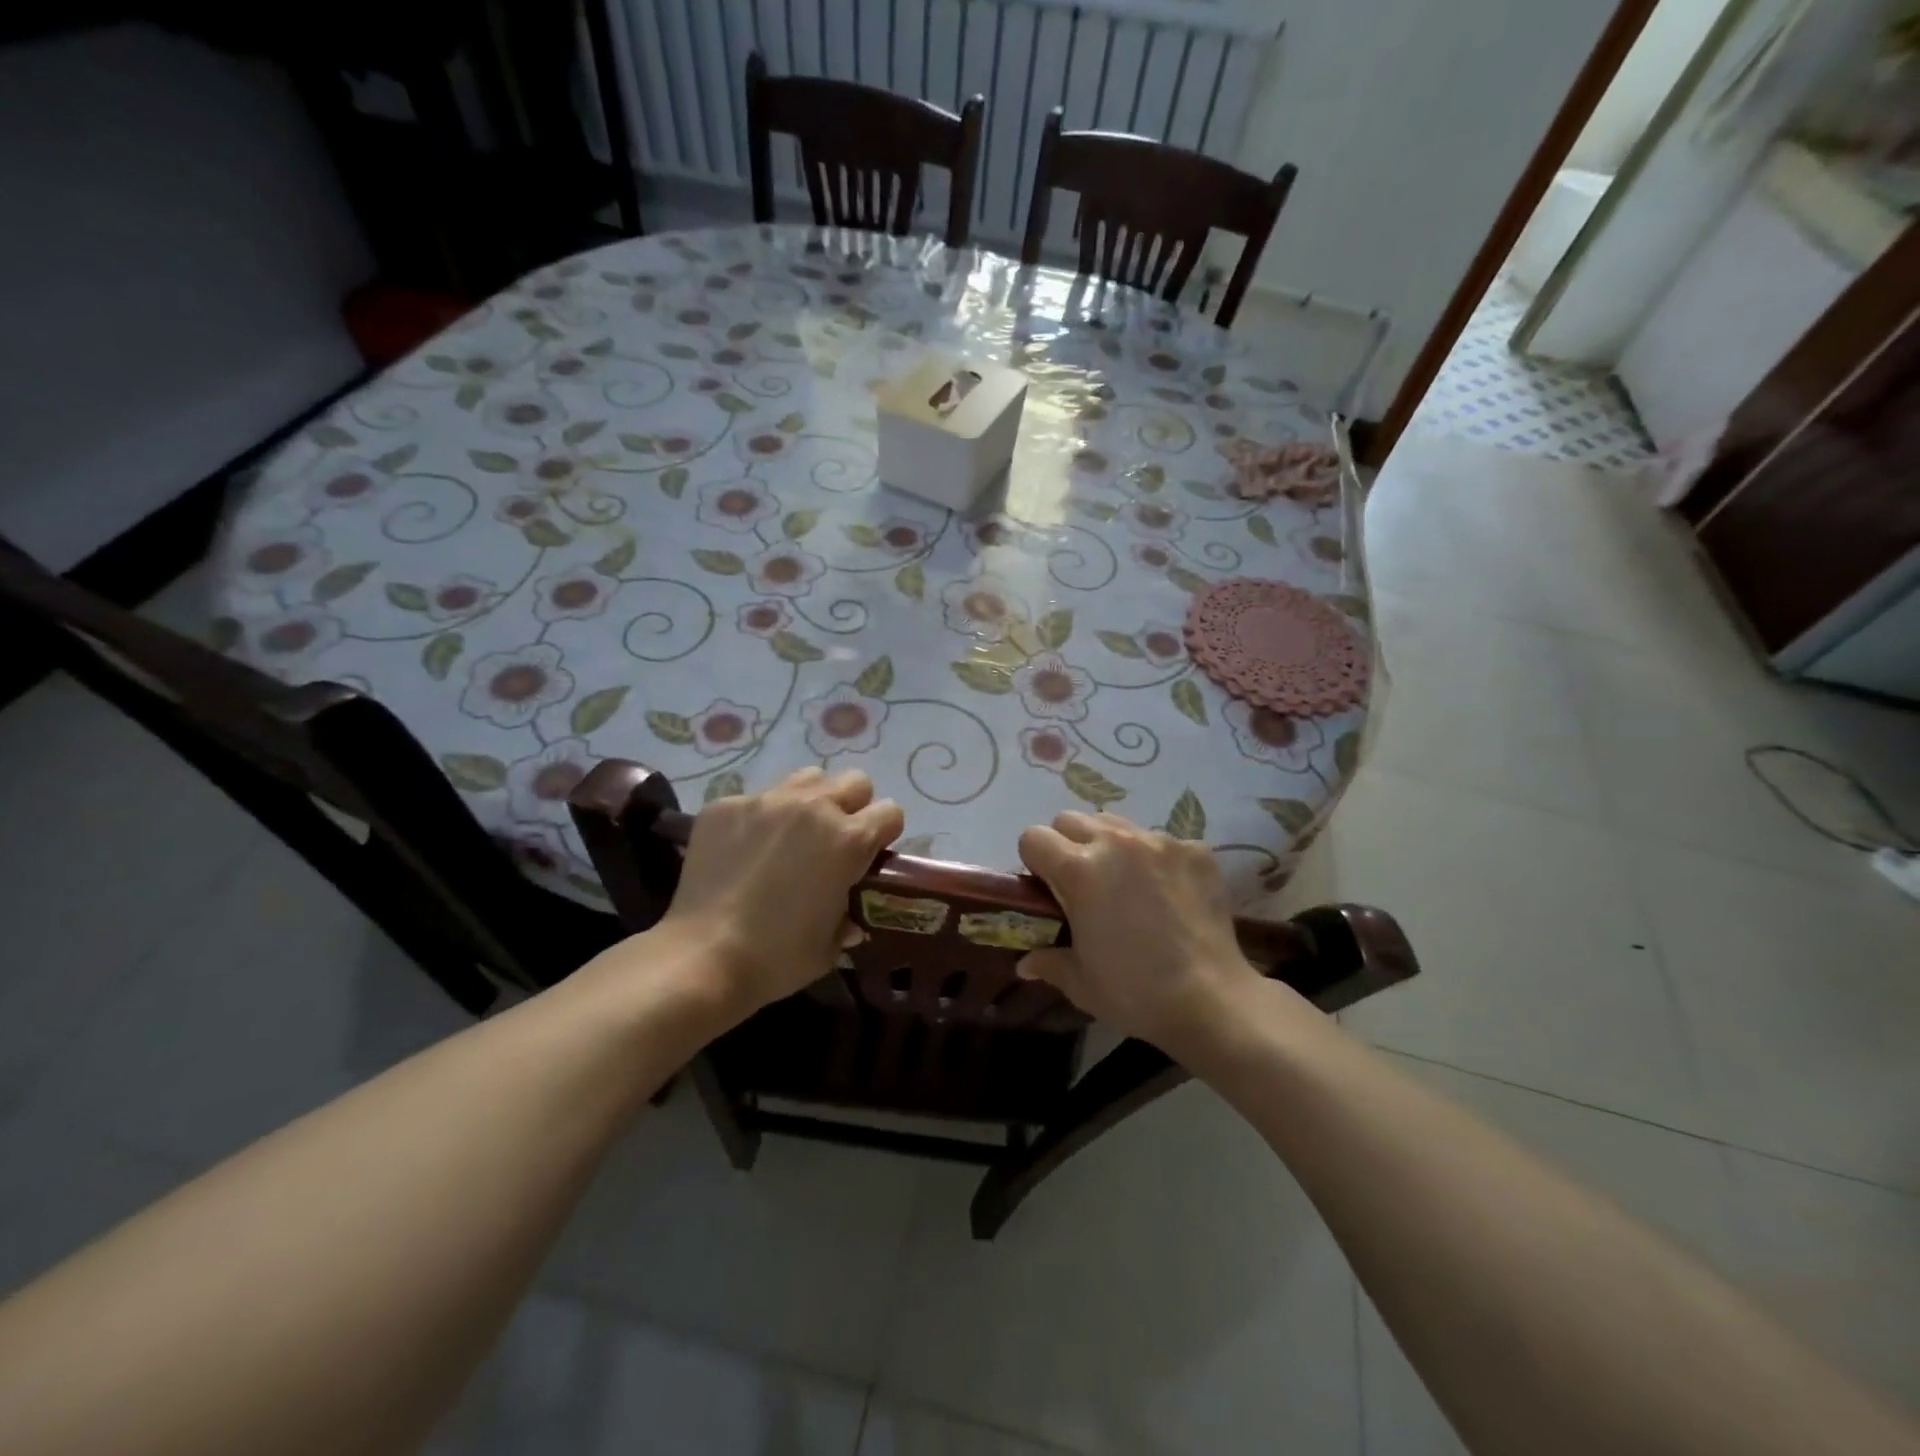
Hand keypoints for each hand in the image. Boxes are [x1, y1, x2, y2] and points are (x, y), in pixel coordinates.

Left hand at [656, 768, 902, 1016]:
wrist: (702, 958)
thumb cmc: (777, 958)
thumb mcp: (830, 946)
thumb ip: (848, 919)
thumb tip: (851, 916)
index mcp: (849, 840)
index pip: (890, 812)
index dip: (884, 833)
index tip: (871, 855)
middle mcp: (813, 808)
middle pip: (854, 781)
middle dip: (853, 806)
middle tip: (834, 841)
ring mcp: (766, 801)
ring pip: (807, 778)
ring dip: (811, 801)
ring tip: (792, 835)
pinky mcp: (726, 805)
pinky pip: (756, 798)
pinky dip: (760, 819)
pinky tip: (744, 851)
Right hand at [1016, 811, 1263, 1051]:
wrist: (1211, 1000)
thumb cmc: (1135, 992)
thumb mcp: (1080, 982)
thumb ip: (1048, 961)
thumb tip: (1026, 963)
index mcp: (1078, 870)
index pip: (1034, 837)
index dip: (1034, 862)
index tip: (1046, 888)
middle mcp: (1115, 843)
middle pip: (1071, 819)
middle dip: (1067, 845)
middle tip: (1082, 884)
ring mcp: (1159, 842)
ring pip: (1116, 824)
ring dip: (1109, 845)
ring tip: (1125, 884)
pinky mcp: (1195, 851)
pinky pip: (1162, 841)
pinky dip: (1155, 860)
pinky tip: (1168, 894)